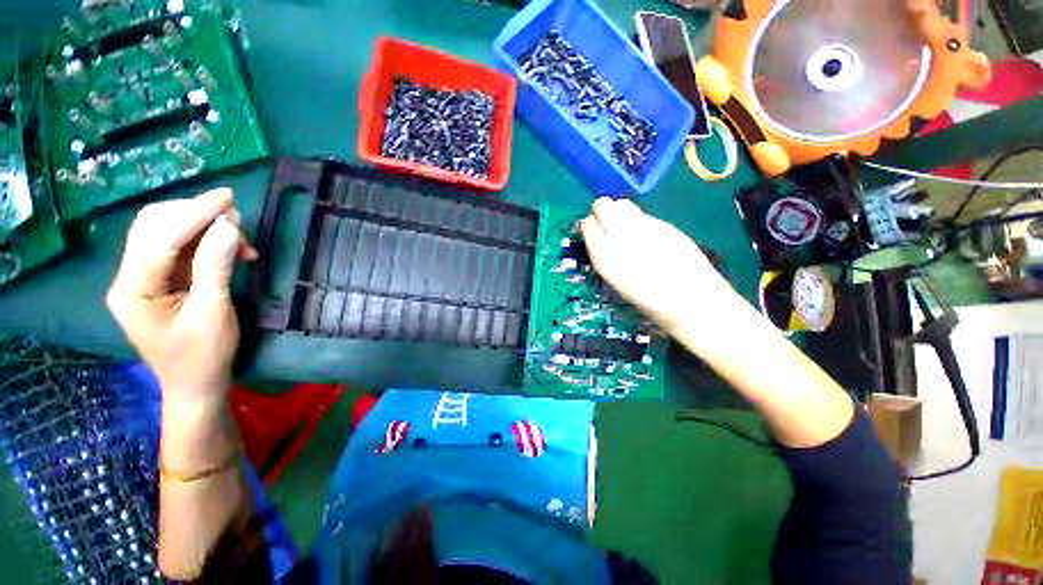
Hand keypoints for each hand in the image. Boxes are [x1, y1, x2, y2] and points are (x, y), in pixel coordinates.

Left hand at [107, 188, 256, 413]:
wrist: (195, 385)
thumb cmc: (203, 357)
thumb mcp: (214, 314)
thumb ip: (216, 268)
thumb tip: (228, 228)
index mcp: (133, 290)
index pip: (160, 238)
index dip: (194, 213)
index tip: (227, 197)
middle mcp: (129, 278)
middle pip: (154, 227)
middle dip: (195, 215)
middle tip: (237, 220)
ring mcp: (142, 278)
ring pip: (165, 232)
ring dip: (201, 227)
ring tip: (237, 236)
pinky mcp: (158, 281)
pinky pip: (178, 248)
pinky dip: (204, 241)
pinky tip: (228, 249)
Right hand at [580, 198, 741, 333]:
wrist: (689, 299)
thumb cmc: (648, 300)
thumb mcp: (616, 280)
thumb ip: (606, 256)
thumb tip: (602, 240)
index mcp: (603, 256)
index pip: (587, 224)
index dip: (590, 226)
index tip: (595, 232)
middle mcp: (619, 235)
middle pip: (602, 204)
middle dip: (602, 211)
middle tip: (608, 224)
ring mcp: (642, 226)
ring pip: (622, 204)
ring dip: (620, 212)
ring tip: (627, 227)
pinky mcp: (663, 223)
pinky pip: (642, 213)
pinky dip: (639, 219)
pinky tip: (648, 236)